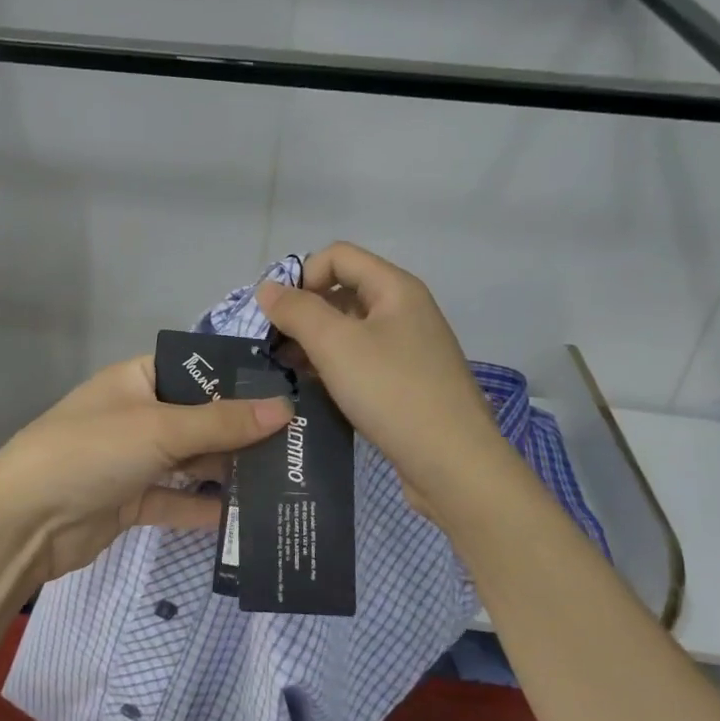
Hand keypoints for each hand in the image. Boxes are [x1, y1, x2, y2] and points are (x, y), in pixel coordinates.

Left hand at [0, 356, 292, 587]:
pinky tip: (247, 518)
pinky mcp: (132, 502)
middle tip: (301, 445)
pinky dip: (204, 508)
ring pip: (191, 463)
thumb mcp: (160, 429)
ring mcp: (134, 461)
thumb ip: (222, 422)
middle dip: (243, 433)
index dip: (239, 383)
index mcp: (138, 380)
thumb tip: (285, 408)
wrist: (23, 523)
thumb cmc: (91, 452)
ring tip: (286, 480)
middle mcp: (138, 415)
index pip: (197, 372)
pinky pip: (177, 501)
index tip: (291, 396)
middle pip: (200, 420)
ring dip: (229, 473)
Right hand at [256, 242, 508, 515]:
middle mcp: (404, 311)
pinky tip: (312, 390)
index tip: (276, 315)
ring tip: (286, 371)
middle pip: (343, 292)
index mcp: (395, 289)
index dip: (302, 276)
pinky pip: (360, 362)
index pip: (338, 256)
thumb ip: (297, 311)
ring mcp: (408, 349)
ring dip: (314, 344)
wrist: (453, 464)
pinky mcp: (405, 384)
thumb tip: (266, 289)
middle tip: (273, 347)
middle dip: (303, 313)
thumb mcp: (336, 344)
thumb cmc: (393, 392)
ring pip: (349, 331)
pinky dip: (333, 368)